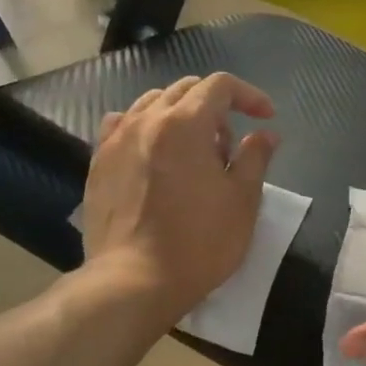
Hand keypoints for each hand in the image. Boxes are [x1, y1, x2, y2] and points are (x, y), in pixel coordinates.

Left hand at [77, 74, 278, 320]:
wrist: (135, 280)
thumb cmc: (200, 241)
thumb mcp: (243, 200)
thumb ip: (256, 158)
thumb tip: (265, 134)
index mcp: (185, 124)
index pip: (220, 86)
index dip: (249, 95)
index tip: (266, 118)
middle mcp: (147, 120)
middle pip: (185, 90)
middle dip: (216, 106)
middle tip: (231, 145)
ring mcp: (117, 140)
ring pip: (152, 104)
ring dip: (181, 115)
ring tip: (195, 152)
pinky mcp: (98, 164)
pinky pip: (123, 126)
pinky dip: (147, 128)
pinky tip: (155, 154)